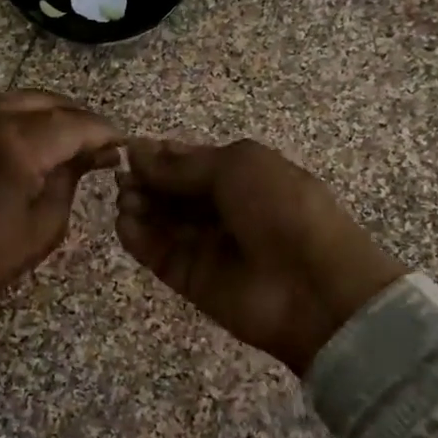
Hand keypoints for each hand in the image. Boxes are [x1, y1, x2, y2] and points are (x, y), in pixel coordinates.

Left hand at [0, 91, 119, 323]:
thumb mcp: (42, 227)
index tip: (119, 142)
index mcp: (15, 146)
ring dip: (40, 115)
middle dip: (74, 118)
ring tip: (58, 139)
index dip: (102, 130)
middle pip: (45, 100)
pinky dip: (5, 116)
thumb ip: (71, 178)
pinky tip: (16, 138)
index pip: (74, 123)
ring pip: (13, 98)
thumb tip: (94, 153)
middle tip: (92, 141)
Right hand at [116, 138, 406, 375]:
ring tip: (125, 199)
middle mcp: (222, 208)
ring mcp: (206, 245)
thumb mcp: (239, 166)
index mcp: (243, 175)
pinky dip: (137, 238)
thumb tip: (138, 152)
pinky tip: (125, 223)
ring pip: (161, 221)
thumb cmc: (283, 210)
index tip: (128, 150)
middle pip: (172, 191)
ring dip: (138, 206)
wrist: (315, 288)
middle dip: (146, 180)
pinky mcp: (191, 280)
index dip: (159, 155)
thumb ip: (184, 164)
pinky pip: (157, 254)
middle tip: (122, 178)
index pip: (190, 162)